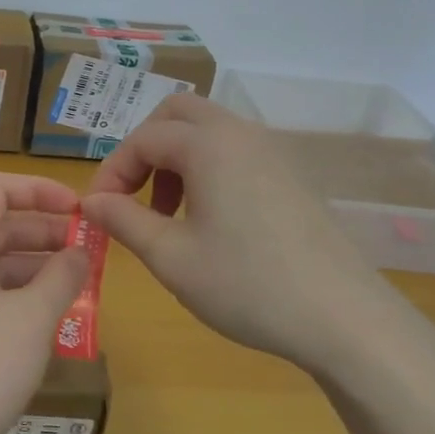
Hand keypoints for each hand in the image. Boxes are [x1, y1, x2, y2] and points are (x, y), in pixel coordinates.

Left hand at [0, 173, 89, 433]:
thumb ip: (61, 277)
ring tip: (81, 286)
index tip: (80, 209)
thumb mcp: (32, 318)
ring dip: (36, 270)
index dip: (40, 190)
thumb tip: (79, 252)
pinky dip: (19, 300)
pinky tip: (52, 323)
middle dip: (45, 232)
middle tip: (90, 250)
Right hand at [79, 94, 386, 371]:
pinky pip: (236, 151)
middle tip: (132, 195)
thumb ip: (122, 220)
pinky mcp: (293, 176)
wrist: (345, 318)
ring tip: (168, 213)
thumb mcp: (171, 257)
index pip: (142, 139)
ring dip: (176, 159)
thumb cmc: (247, 284)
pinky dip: (208, 169)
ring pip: (208, 131)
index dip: (112, 172)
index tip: (98, 211)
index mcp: (208, 144)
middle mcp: (241, 134)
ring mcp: (274, 152)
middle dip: (144, 148)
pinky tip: (211, 221)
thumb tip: (89, 201)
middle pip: (177, 114)